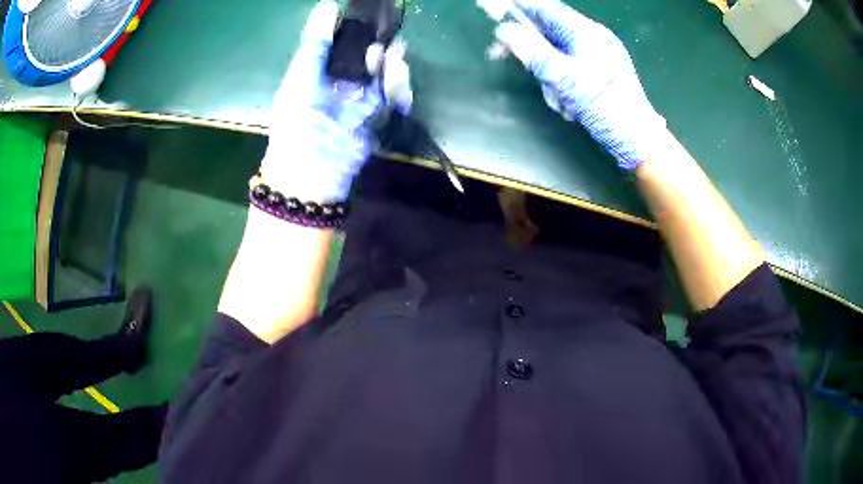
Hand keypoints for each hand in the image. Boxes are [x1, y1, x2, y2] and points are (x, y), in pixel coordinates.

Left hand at [261, 0, 411, 200]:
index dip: (360, 30)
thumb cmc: (298, 119)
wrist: (312, 167)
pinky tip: (399, 89)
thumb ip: (316, 41)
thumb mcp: (302, 75)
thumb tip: (326, 3)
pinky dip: (400, 92)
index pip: (346, 43)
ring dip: (393, 68)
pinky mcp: (378, 118)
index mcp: (322, 70)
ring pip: (386, 75)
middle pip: (371, 57)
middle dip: (381, 49)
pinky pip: (395, 99)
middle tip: (385, 45)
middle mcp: (344, 82)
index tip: (374, 16)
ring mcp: (363, 100)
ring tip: (393, 62)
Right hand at [494, 0, 666, 170]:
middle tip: (498, 55)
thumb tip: (504, 30)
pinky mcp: (599, 75)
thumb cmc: (605, 106)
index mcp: (586, 32)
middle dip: (529, 49)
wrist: (637, 141)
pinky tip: (568, 106)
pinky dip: (561, 86)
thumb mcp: (564, 78)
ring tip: (558, 101)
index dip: (519, 6)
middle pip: (548, 32)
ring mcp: (597, 57)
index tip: (493, 7)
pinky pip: (569, 71)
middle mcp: (592, 39)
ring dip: (548, 76)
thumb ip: (532, 51)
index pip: (546, 8)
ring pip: (556, 55)